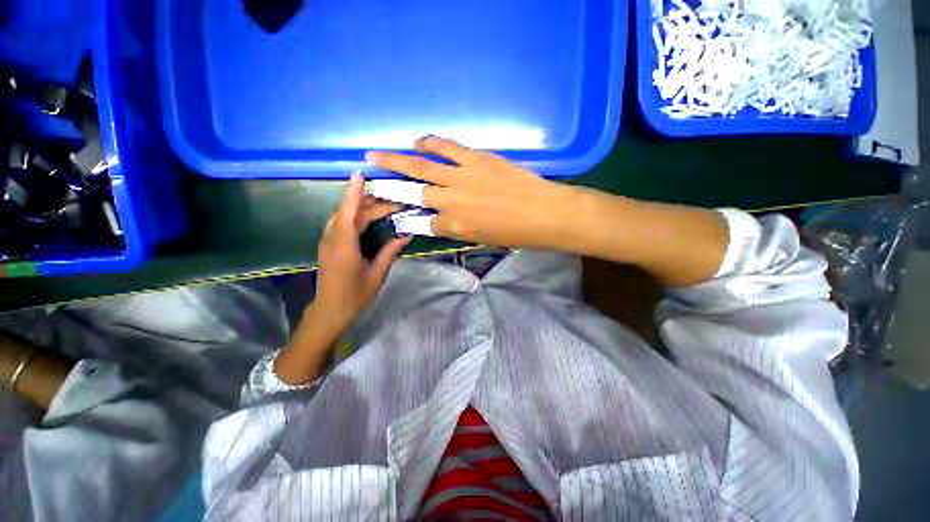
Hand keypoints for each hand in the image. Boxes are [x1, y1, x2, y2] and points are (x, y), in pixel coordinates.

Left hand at [313, 173, 409, 333]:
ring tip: (383, 202)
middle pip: (350, 213)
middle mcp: (333, 239)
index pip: (348, 212)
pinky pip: (341, 223)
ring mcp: (328, 241)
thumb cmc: (354, 296)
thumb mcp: (376, 274)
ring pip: (344, 216)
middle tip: (395, 201)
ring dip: (362, 207)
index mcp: (344, 246)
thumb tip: (405, 235)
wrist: (329, 311)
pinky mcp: (329, 245)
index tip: (360, 173)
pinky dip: (355, 215)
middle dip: (371, 203)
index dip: (353, 192)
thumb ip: (389, 252)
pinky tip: (368, 216)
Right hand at [365, 137, 584, 249]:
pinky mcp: (475, 159)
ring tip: (377, 154)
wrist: (544, 213)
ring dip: (396, 160)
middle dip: (387, 188)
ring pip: (421, 167)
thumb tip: (441, 221)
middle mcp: (450, 202)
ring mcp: (461, 178)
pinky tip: (419, 141)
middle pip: (411, 194)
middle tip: (368, 181)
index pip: (422, 223)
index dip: (408, 219)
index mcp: (453, 227)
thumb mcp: (481, 240)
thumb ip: (458, 230)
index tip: (396, 214)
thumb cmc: (515, 234)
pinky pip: (447, 148)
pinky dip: (430, 143)